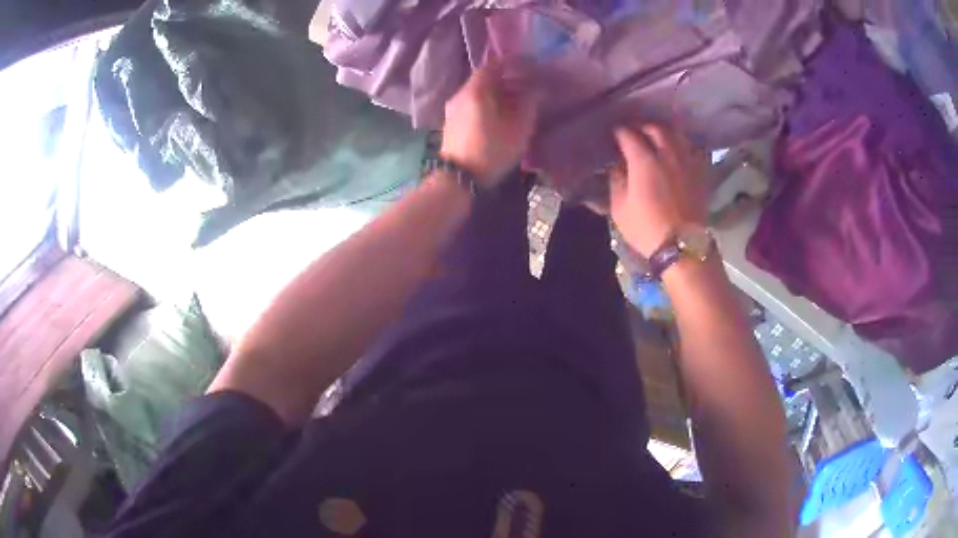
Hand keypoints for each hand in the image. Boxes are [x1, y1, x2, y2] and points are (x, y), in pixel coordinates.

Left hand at [440, 61, 538, 186]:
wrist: (457, 178)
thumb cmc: (491, 151)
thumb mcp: (518, 128)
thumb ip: (528, 104)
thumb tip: (534, 90)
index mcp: (476, 91)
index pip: (492, 66)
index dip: (510, 64)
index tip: (526, 67)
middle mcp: (461, 95)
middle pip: (484, 79)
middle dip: (505, 79)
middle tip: (525, 86)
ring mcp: (453, 109)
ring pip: (477, 92)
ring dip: (496, 92)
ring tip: (515, 102)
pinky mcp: (451, 122)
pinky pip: (471, 104)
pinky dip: (486, 103)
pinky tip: (499, 115)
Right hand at [610, 124, 707, 257]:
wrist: (682, 246)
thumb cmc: (646, 228)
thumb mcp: (620, 208)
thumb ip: (617, 180)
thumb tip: (618, 166)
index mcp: (644, 160)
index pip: (628, 134)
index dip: (619, 132)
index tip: (614, 135)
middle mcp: (667, 153)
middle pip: (655, 128)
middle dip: (642, 127)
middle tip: (635, 132)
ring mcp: (686, 161)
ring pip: (676, 135)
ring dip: (664, 132)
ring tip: (657, 137)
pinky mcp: (700, 172)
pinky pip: (691, 149)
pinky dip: (681, 145)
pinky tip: (677, 151)